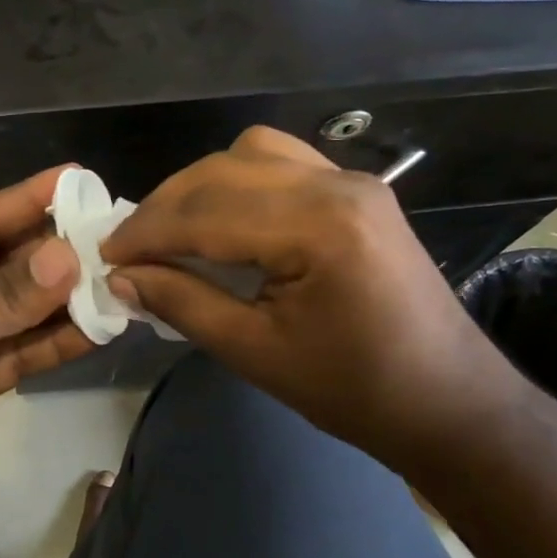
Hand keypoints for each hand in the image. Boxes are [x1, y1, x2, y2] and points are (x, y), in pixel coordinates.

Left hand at [0, 168, 90, 553]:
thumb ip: (3, 296)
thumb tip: (70, 256)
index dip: (25, 201)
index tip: (79, 181)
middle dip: (51, 253)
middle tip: (112, 237)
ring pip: (15, 307)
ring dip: (61, 299)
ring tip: (118, 281)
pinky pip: (19, 350)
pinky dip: (54, 342)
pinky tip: (97, 330)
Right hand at [101, 127, 524, 471]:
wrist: (451, 403)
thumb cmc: (355, 390)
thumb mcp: (255, 353)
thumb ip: (182, 303)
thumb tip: (121, 276)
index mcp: (317, 226)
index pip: (206, 212)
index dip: (146, 232)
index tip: (105, 255)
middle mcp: (335, 184)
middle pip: (223, 171)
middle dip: (165, 206)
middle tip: (129, 247)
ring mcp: (352, 180)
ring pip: (249, 154)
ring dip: (200, 187)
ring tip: (171, 229)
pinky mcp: (357, 190)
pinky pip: (282, 162)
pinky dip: (239, 181)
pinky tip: (224, 218)